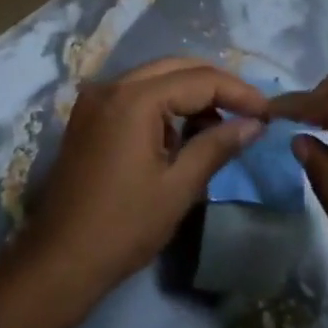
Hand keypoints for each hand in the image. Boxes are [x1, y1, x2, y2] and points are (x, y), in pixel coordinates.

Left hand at [22, 58, 266, 302]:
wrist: (59, 259)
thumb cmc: (124, 226)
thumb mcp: (179, 187)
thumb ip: (216, 146)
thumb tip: (254, 124)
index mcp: (134, 98)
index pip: (199, 79)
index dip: (238, 92)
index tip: (268, 112)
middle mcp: (111, 85)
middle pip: (175, 68)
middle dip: (215, 85)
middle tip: (249, 112)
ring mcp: (95, 99)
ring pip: (154, 78)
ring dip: (189, 94)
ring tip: (220, 126)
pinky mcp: (88, 117)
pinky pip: (134, 95)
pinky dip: (162, 105)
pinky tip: (181, 133)